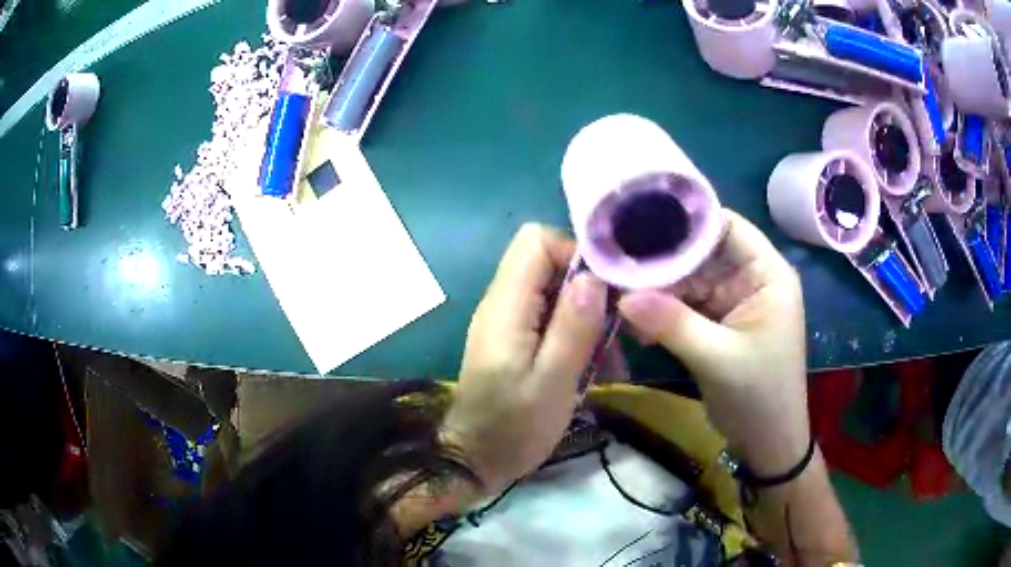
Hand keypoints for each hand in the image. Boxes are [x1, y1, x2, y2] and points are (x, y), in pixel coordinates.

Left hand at [442, 224, 606, 494]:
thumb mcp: (553, 383)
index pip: (536, 241)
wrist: (473, 462)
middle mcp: (501, 303)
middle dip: (589, 290)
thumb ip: (573, 327)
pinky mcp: (512, 341)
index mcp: (506, 306)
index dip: (575, 254)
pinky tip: (594, 368)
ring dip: (587, 318)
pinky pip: (548, 319)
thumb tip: (592, 276)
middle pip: (547, 264)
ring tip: (611, 360)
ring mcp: (506, 322)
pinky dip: (575, 335)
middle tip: (617, 328)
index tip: (607, 290)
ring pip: (553, 293)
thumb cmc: (513, 428)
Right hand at [618, 210, 808, 475]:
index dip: (685, 224)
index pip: (725, 227)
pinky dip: (661, 312)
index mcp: (766, 274)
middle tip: (618, 269)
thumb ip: (672, 324)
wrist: (766, 443)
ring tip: (621, 300)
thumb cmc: (759, 397)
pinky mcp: (717, 322)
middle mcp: (750, 278)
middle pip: (701, 253)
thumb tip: (622, 297)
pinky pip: (684, 305)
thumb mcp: (718, 359)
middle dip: (662, 263)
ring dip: (657, 291)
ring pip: (688, 279)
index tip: (639, 228)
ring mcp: (732, 300)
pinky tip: (636, 324)